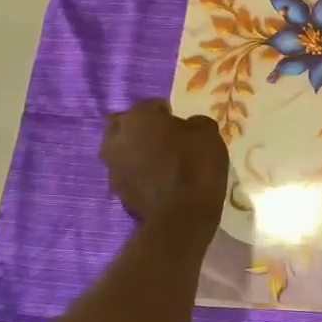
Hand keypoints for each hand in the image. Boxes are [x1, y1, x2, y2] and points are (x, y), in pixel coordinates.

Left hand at [100, 100, 229, 226]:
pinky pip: (127, 174)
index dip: (165, 111)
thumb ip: (194, 123)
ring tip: (159, 160)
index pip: (149, 105)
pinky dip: (138, 174)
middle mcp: (116, 139)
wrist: (182, 216)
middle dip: (139, 128)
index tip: (179, 121)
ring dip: (135, 151)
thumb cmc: (195, 165)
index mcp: (136, 118)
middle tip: (162, 137)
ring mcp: (112, 168)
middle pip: (124, 125)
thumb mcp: (208, 133)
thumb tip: (188, 126)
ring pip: (121, 151)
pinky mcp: (117, 193)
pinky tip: (158, 180)